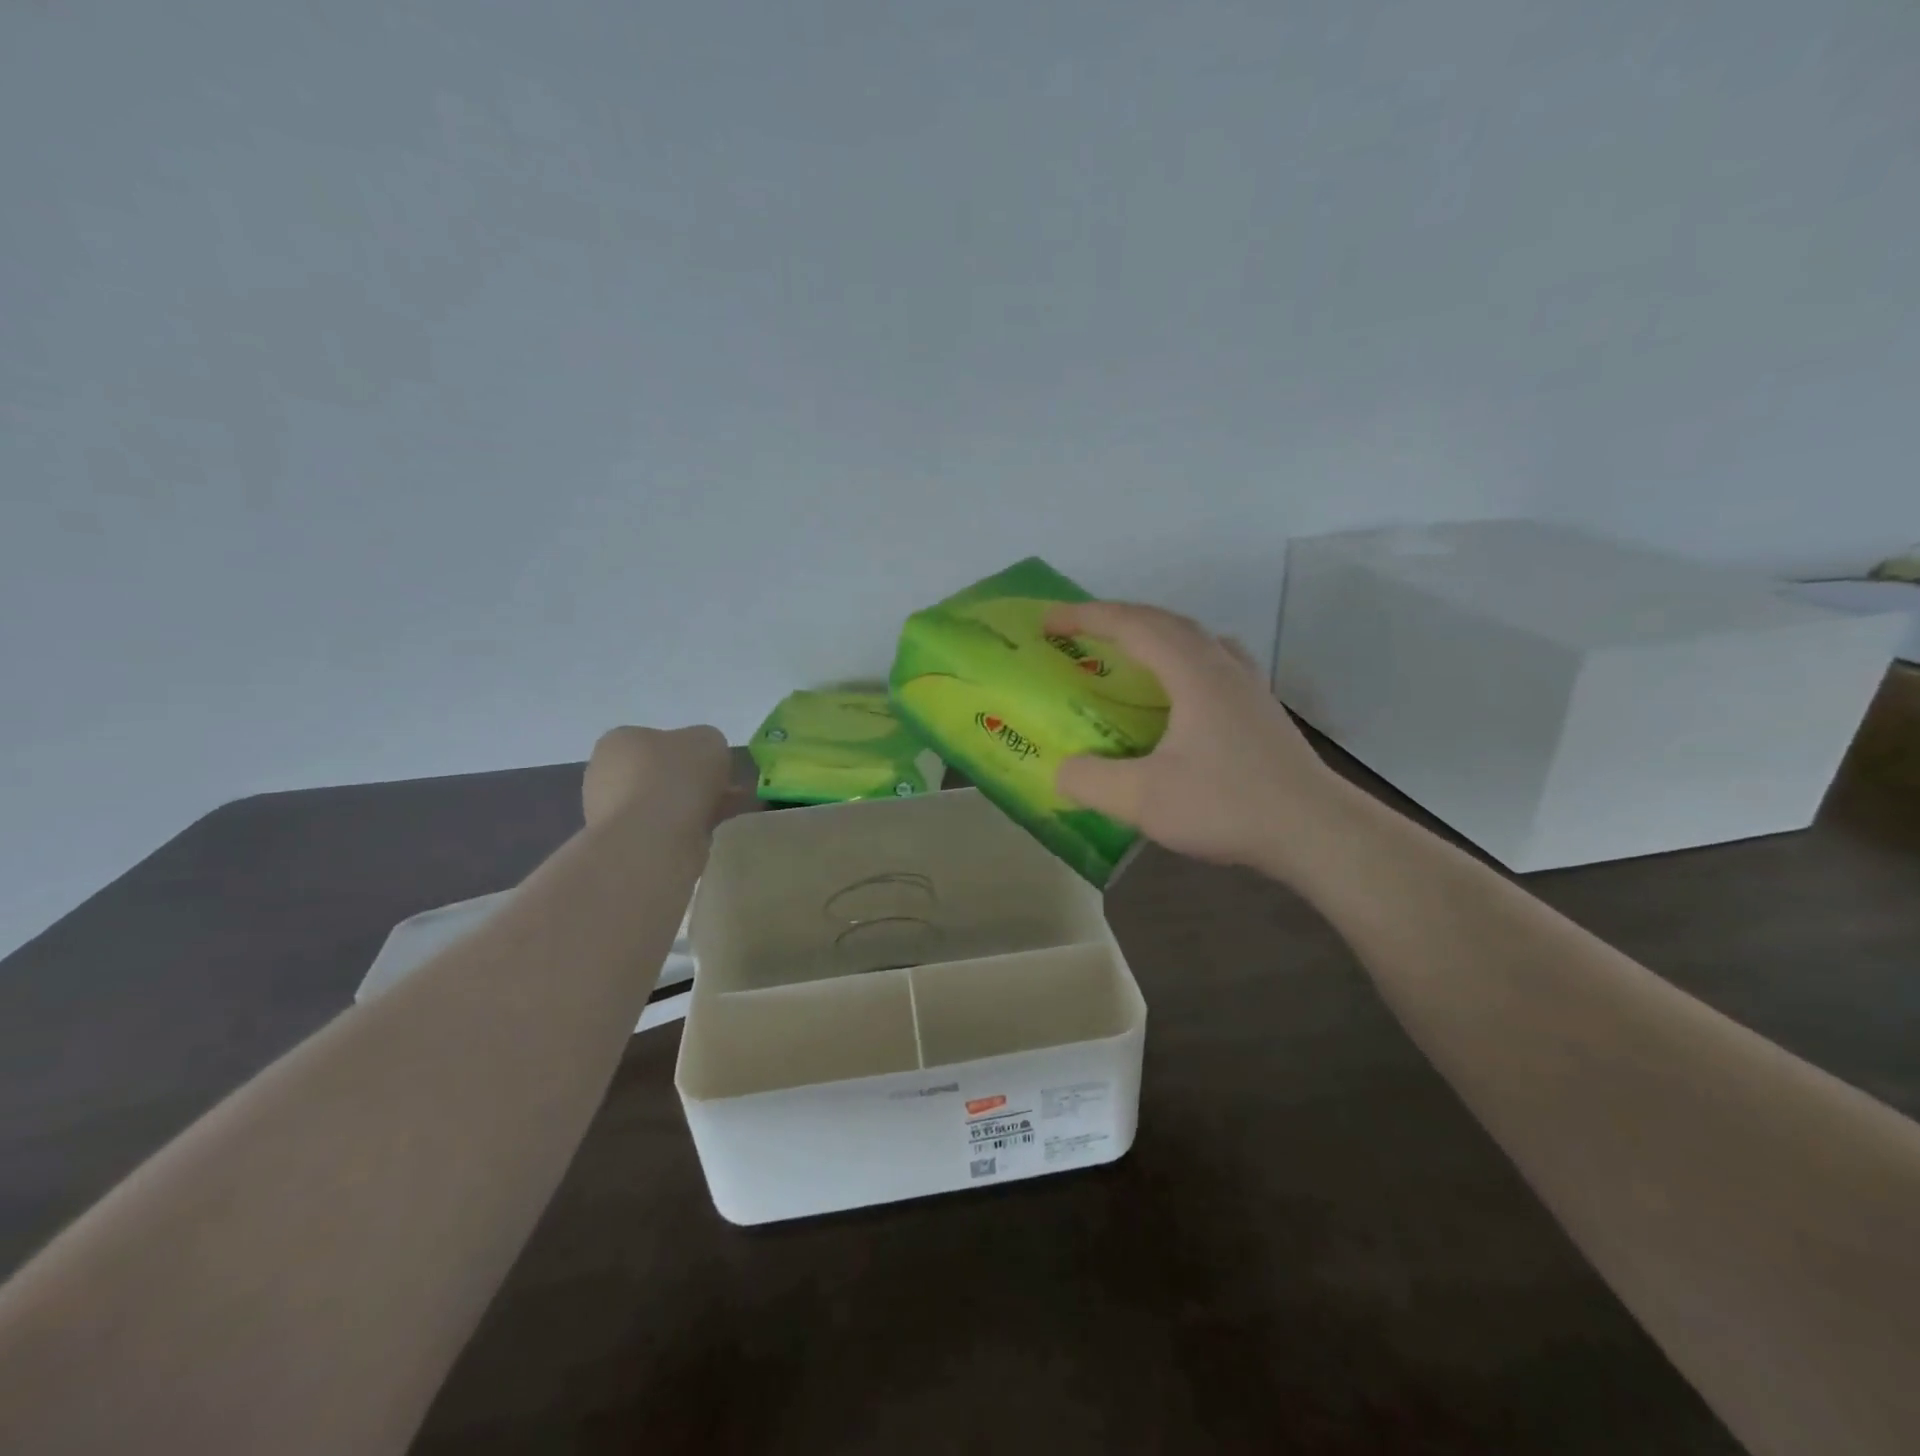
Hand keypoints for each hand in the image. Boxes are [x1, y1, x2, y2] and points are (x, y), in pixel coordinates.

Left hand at [582, 725, 735, 828]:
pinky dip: (690, 828)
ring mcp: (613, 812)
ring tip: (729, 811)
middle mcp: (607, 774)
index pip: (658, 740)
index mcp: (620, 741)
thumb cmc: (674, 777)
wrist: (652, 840)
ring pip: (666, 804)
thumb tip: (705, 759)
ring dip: (696, 806)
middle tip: (727, 790)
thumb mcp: (708, 740)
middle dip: (695, 782)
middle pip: (662, 774)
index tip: (714, 765)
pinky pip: (666, 829)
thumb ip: (708, 742)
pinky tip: (714, 830)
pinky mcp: (626, 844)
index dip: (691, 751)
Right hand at [1044, 601, 1343, 877]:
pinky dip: (1181, 661)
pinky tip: (1177, 694)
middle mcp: (1223, 667)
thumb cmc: (1228, 805)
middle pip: (1166, 622)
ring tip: (1127, 654)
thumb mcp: (1144, 800)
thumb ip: (1091, 781)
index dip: (1087, 617)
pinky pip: (1212, 663)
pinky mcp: (1260, 711)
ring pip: (1196, 639)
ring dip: (1154, 635)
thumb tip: (1061, 771)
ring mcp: (1248, 687)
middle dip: (1117, 619)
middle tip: (1080, 632)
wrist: (1316, 831)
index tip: (1049, 620)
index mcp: (1193, 673)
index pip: (1133, 625)